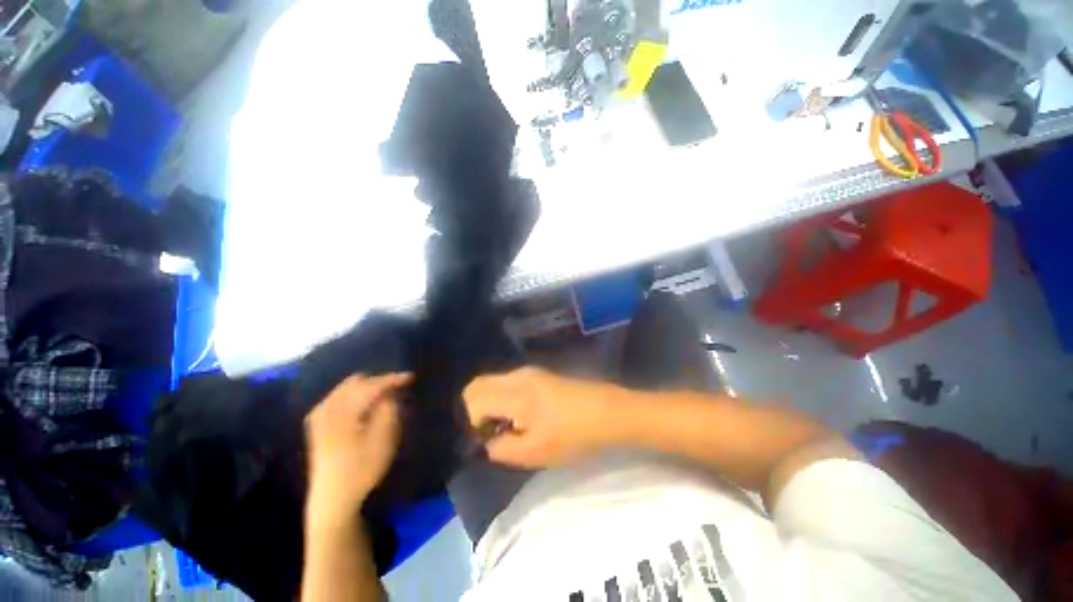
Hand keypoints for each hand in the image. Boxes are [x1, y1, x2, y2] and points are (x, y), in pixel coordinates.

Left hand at [306, 373, 411, 512]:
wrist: (333, 498)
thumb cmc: (362, 467)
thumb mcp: (385, 437)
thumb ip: (389, 408)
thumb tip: (389, 393)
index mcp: (344, 410)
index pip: (372, 385)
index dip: (393, 379)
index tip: (411, 377)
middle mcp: (328, 407)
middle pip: (357, 382)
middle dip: (378, 382)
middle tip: (397, 389)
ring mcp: (320, 415)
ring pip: (346, 388)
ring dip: (367, 388)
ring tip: (383, 397)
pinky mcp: (318, 424)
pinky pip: (338, 398)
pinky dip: (354, 396)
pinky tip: (364, 407)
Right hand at [463, 367, 618, 468]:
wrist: (607, 411)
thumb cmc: (573, 435)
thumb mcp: (535, 453)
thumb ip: (502, 449)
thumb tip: (489, 441)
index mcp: (513, 393)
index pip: (473, 398)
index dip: (475, 423)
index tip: (493, 439)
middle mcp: (517, 375)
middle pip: (478, 385)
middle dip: (478, 410)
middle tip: (498, 432)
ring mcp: (529, 372)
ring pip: (494, 383)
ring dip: (493, 404)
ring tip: (515, 426)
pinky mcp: (540, 374)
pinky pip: (509, 383)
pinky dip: (506, 398)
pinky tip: (527, 415)